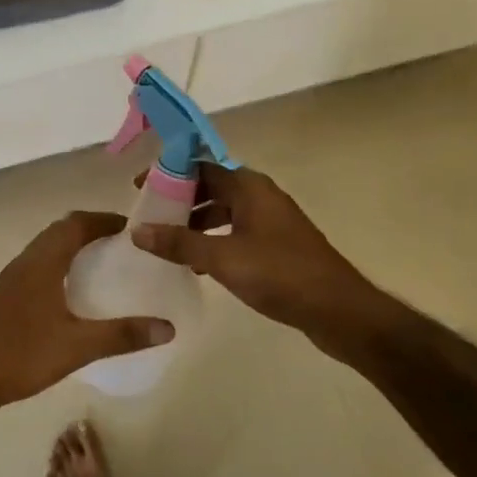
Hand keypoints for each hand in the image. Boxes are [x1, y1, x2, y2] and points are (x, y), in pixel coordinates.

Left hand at [0, 212, 174, 421]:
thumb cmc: (22, 355)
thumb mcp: (78, 347)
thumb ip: (122, 336)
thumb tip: (168, 328)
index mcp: (42, 262)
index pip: (76, 224)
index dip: (104, 220)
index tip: (132, 229)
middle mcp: (25, 261)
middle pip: (60, 230)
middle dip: (91, 230)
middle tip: (122, 245)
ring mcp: (12, 278)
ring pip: (47, 247)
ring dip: (73, 246)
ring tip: (103, 264)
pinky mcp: (6, 295)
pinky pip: (38, 265)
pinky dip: (60, 264)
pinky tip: (73, 293)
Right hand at [130, 164, 388, 345]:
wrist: (337, 309)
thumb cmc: (280, 274)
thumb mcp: (223, 258)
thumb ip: (180, 243)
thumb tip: (138, 231)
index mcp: (249, 187)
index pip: (200, 166)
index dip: (168, 174)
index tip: (140, 188)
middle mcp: (260, 195)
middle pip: (211, 187)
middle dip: (179, 200)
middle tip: (148, 216)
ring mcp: (270, 221)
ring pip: (223, 211)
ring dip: (195, 222)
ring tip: (166, 241)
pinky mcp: (276, 245)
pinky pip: (235, 231)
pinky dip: (213, 240)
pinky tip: (196, 264)